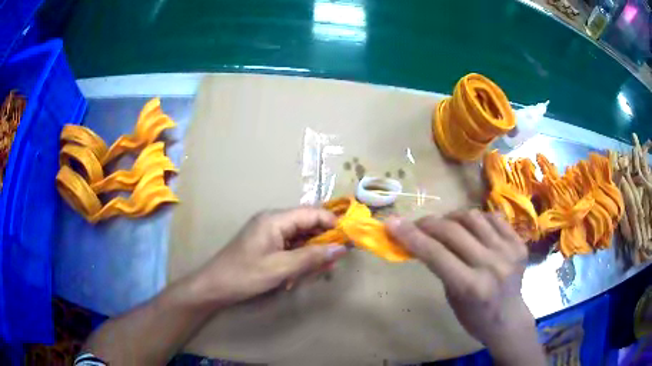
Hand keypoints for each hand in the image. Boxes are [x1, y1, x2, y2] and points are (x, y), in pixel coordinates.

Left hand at [190, 207, 347, 307]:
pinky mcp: (266, 245)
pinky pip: (290, 246)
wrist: (215, 286)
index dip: (332, 223)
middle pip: (307, 224)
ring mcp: (269, 233)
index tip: (349, 239)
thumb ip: (311, 257)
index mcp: (275, 219)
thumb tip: (341, 248)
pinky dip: (300, 257)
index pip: (312, 213)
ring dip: (312, 251)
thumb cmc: (245, 275)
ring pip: (300, 237)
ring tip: (323, 267)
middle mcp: (273, 221)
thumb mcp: (281, 268)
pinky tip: (305, 271)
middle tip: (337, 258)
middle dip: (323, 240)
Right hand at [387, 210, 539, 354]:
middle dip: (428, 224)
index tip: (391, 223)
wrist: (508, 319)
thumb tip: (421, 237)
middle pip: (452, 231)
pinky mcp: (519, 242)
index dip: (410, 236)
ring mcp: (508, 250)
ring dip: (452, 218)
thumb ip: (441, 265)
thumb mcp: (451, 296)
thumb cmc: (474, 316)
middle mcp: (492, 265)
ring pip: (473, 217)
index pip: (435, 253)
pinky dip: (476, 219)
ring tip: (446, 225)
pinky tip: (471, 228)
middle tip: (418, 225)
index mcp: (471, 286)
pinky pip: (493, 217)